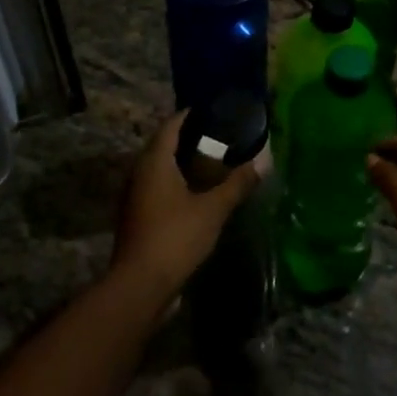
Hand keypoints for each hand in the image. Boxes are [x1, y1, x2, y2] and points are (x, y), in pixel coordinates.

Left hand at [114, 112, 259, 297]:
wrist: (140, 284)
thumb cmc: (175, 237)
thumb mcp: (212, 209)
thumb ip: (236, 185)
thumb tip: (261, 164)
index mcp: (154, 162)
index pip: (170, 126)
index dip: (189, 116)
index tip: (211, 111)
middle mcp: (139, 173)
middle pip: (163, 146)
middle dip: (188, 139)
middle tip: (219, 137)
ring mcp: (135, 196)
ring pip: (159, 169)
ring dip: (182, 163)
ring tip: (212, 163)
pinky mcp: (137, 217)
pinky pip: (158, 188)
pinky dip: (177, 183)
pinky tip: (197, 193)